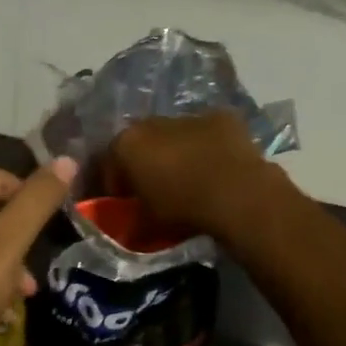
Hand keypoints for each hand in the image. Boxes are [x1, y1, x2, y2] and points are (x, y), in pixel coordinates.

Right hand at [107, 112, 283, 240]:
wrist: (236, 193)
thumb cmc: (182, 208)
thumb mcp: (147, 224)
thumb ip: (132, 221)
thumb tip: (129, 229)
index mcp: (126, 144)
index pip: (110, 162)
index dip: (116, 184)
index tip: (124, 201)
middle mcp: (151, 122)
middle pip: (142, 142)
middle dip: (146, 162)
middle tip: (156, 187)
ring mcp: (188, 116)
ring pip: (176, 134)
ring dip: (179, 151)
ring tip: (191, 177)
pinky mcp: (221, 118)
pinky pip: (208, 133)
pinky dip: (209, 146)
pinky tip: (219, 166)